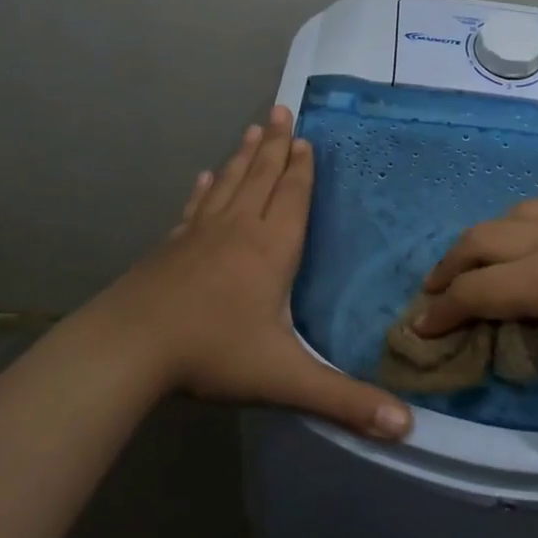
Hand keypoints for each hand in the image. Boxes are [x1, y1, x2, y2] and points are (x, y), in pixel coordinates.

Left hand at [85, 106, 412, 440]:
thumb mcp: (285, 380)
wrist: (130, 348)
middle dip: (276, 145)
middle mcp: (239, 230)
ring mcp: (200, 234)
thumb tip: (407, 428)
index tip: (305, 137)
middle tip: (282, 109)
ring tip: (254, 127)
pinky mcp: (171, 246)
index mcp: (271, 250)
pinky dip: (204, 189)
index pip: (293, 198)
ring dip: (244, 155)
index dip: (302, 168)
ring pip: (230, 184)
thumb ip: (345, 401)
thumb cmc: (213, 354)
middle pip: (262, 178)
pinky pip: (195, 207)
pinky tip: (204, 177)